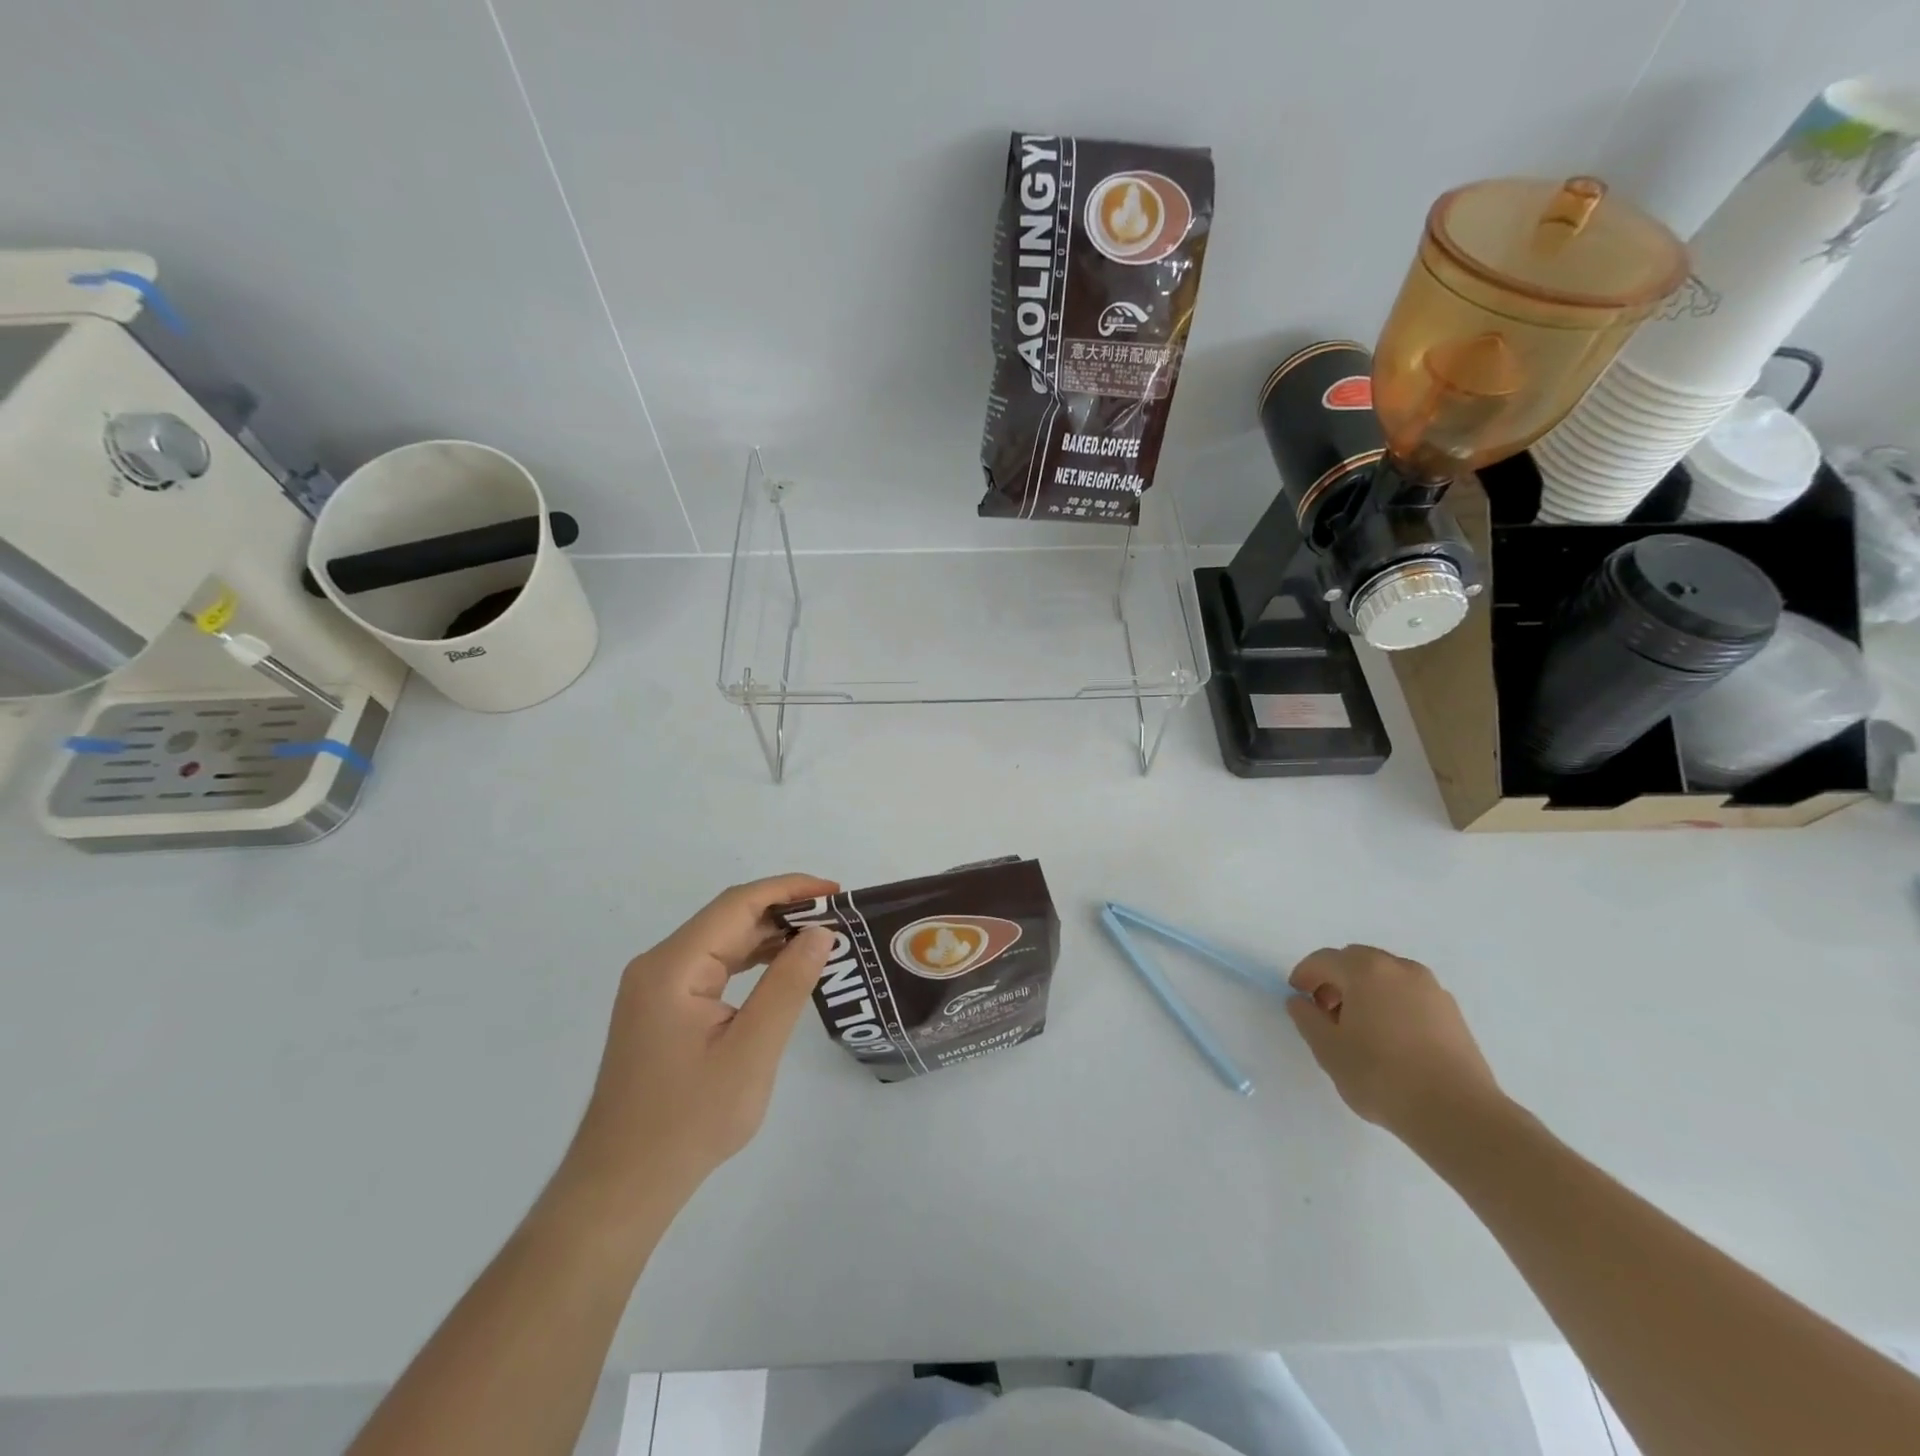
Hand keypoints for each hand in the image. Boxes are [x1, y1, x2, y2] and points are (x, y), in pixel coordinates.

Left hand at [560, 874, 838, 1217]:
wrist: (622, 1186)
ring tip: (820, 939)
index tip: (836, 892)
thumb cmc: (688, 1121)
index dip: (790, 889)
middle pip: (728, 919)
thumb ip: (788, 985)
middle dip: (783, 911)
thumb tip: (820, 932)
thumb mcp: (752, 1051)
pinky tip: (781, 969)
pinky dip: (750, 961)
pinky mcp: (661, 1010)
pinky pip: (712, 968)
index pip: (738, 905)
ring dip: (768, 935)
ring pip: (720, 942)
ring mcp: (656, 988)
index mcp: (673, 966)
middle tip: (838, 918)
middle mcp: (659, 965)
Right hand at [1286, 944, 1502, 1139]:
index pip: (1324, 960)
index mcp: (1365, 970)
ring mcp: (1431, 989)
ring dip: (1365, 991)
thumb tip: (1300, 1001)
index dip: (1305, 975)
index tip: (1297, 996)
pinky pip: (1410, 995)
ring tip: (1359, 1027)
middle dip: (1336, 979)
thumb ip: (1306, 1018)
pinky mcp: (1452, 1012)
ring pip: (1386, 977)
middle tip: (1325, 1011)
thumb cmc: (1381, 1076)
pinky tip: (1390, 1038)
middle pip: (1357, 961)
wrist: (1458, 1114)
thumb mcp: (1328, 1049)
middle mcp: (1400, 968)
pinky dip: (1392, 1003)